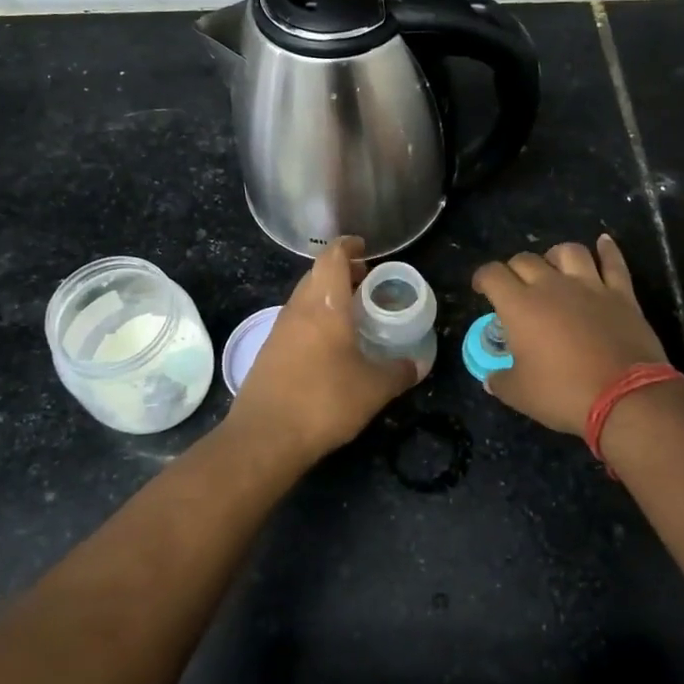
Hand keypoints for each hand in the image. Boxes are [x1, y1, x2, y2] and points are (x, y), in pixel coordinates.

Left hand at [228, 237, 418, 461]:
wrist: (264, 437)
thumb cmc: (324, 401)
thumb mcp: (373, 389)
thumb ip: (399, 372)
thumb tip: (419, 364)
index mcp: (325, 305)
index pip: (332, 257)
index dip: (348, 246)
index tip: (364, 248)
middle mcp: (299, 309)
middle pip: (317, 274)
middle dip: (341, 272)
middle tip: (367, 282)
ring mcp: (279, 330)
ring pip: (304, 298)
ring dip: (326, 296)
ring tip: (352, 313)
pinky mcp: (269, 352)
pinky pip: (296, 321)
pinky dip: (314, 319)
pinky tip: (330, 345)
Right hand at [472, 235, 670, 437]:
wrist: (625, 397)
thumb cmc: (564, 393)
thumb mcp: (520, 394)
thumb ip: (500, 381)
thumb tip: (491, 378)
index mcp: (520, 306)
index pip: (493, 275)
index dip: (482, 278)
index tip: (481, 288)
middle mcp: (552, 286)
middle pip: (526, 260)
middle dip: (514, 269)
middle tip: (515, 287)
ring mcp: (589, 286)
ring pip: (569, 252)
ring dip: (555, 255)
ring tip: (554, 266)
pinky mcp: (621, 294)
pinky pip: (613, 262)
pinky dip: (607, 250)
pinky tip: (603, 242)